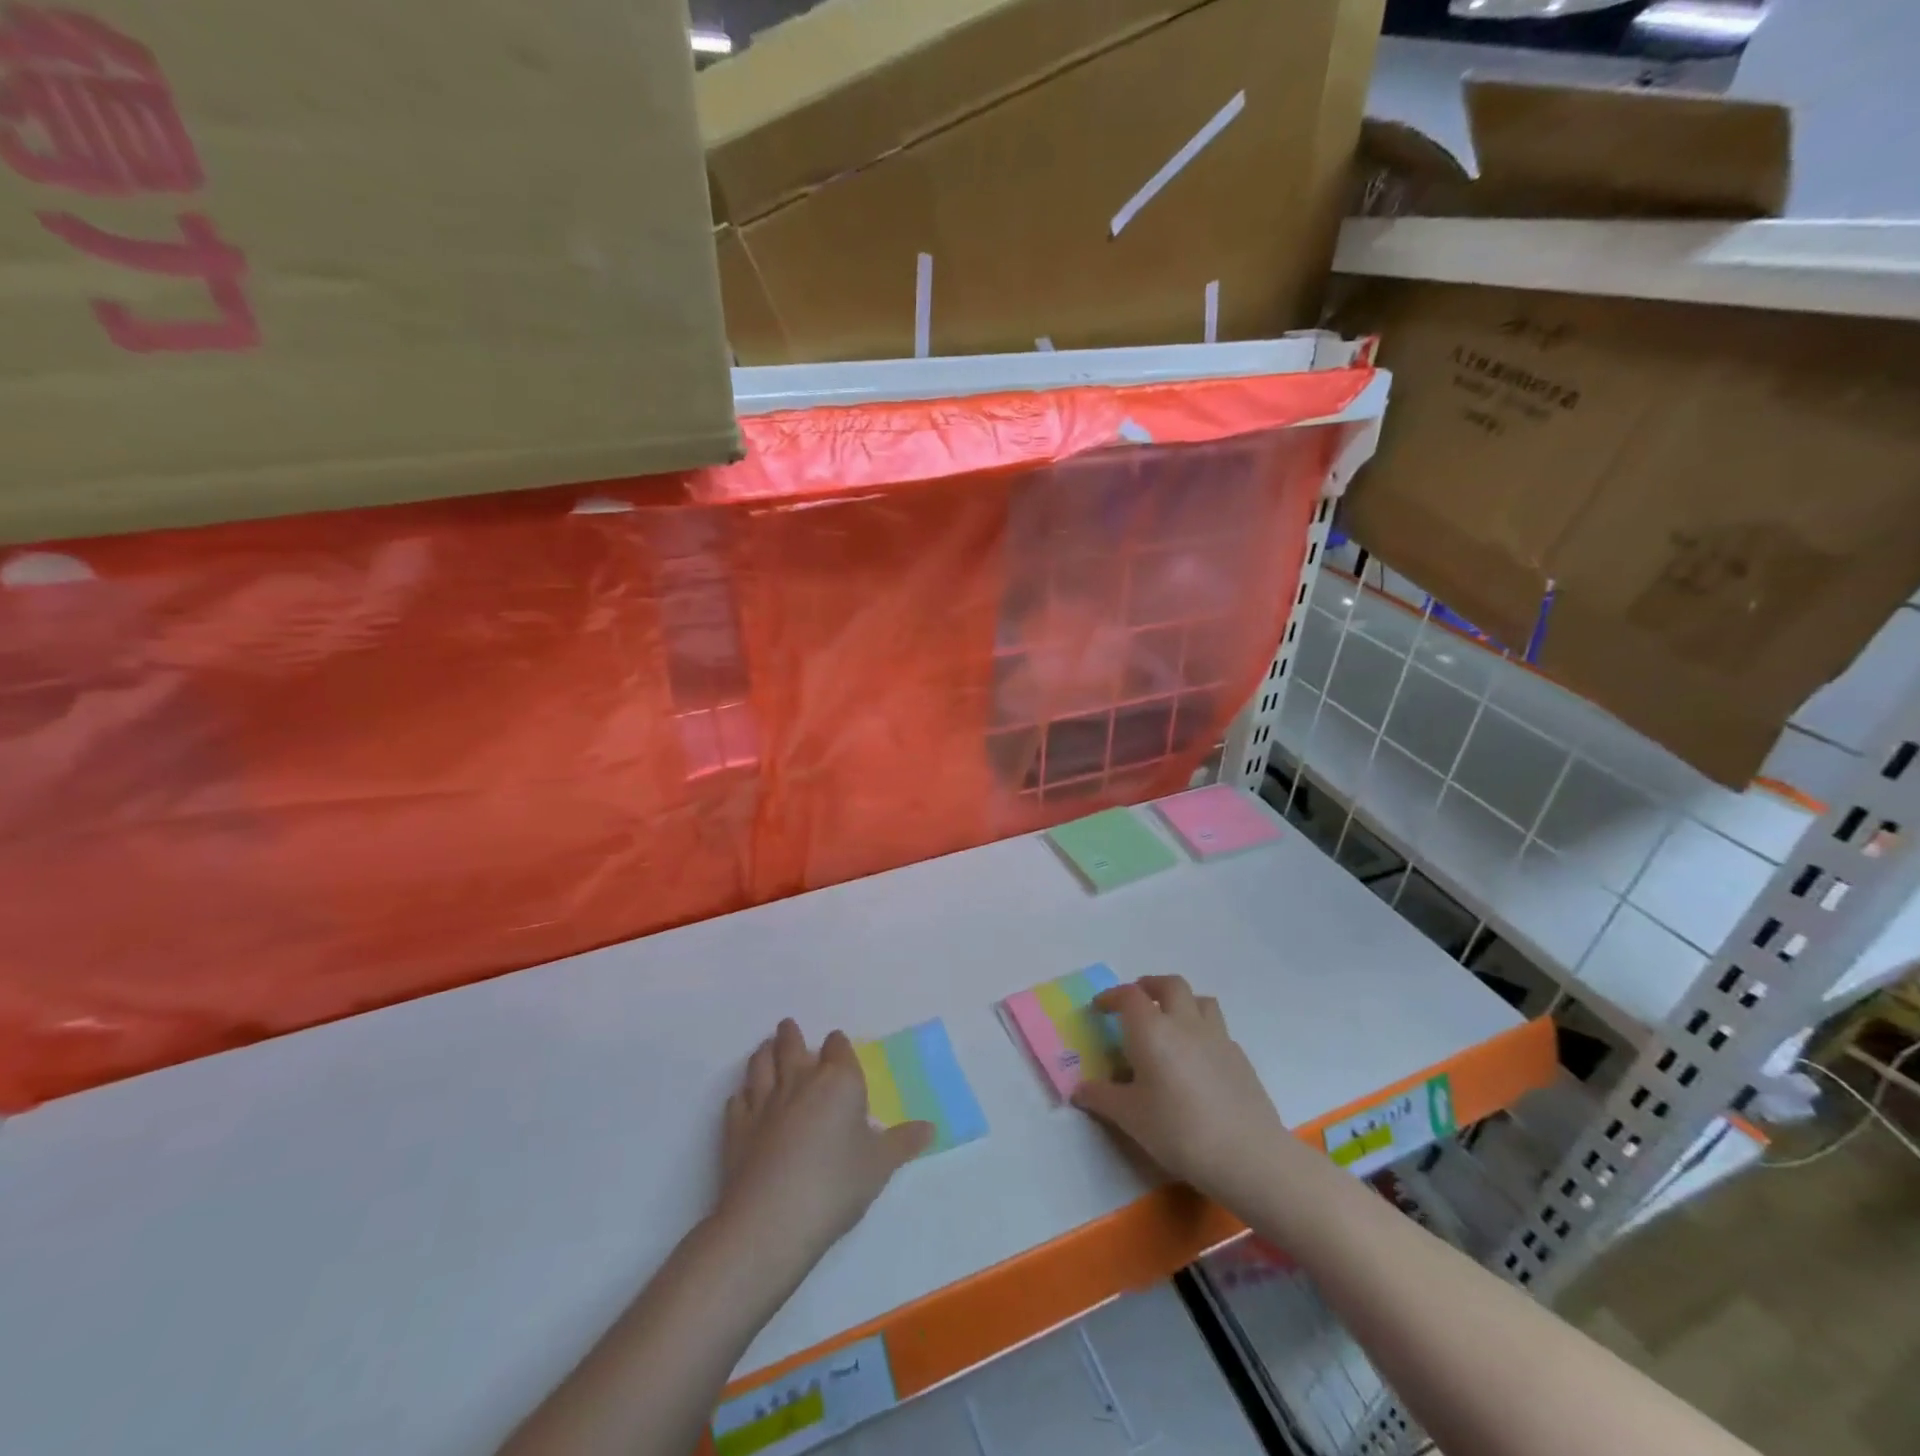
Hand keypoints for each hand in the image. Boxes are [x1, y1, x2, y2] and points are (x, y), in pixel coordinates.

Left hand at [717, 1019, 932, 1270]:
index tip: (836, 1044)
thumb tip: (930, 1127)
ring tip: (765, 1048)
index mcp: (839, 1082)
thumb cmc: (836, 1185)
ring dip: (764, 1053)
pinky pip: (738, 1100)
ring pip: (761, 1065)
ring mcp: (764, 1103)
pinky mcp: (736, 1128)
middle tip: (788, 1026)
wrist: (772, 1220)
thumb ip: (902, 1143)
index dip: (837, 1045)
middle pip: (792, 1046)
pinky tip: (743, 1098)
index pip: (838, 1048)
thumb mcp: (880, 1166)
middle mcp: (800, 1082)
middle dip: (791, 1035)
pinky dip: (742, 1094)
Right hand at [1071, 977, 1290, 1210]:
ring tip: (1171, 1021)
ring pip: (1200, 1000)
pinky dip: (1202, 1031)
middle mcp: (1185, 1023)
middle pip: (1169, 985)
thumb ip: (1102, 1098)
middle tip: (1136, 1003)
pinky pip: (1217, 1029)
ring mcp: (1217, 1037)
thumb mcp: (1130, 1118)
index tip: (1100, 1008)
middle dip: (1149, 987)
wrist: (1247, 1155)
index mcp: (1152, 1030)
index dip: (1111, 996)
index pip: (1129, 996)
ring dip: (1182, 1002)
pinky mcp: (1240, 1057)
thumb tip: (1079, 1089)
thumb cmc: (1178, 1131)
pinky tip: (1197, 1059)